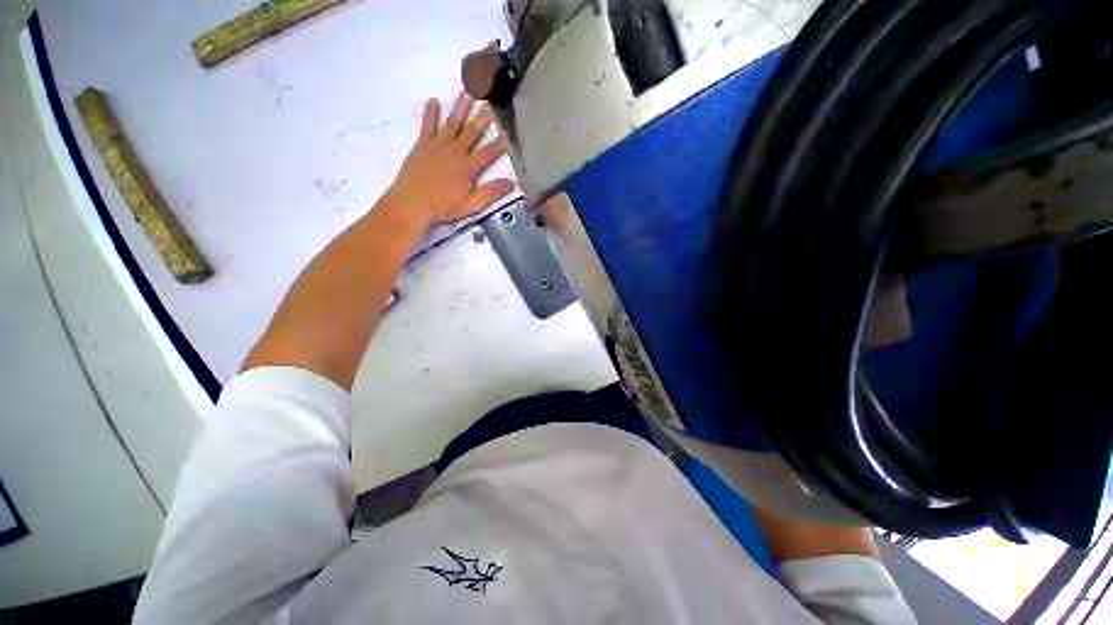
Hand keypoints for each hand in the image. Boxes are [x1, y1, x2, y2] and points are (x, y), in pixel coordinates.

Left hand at [388, 91, 514, 224]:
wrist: (411, 203)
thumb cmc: (443, 207)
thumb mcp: (471, 205)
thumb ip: (491, 192)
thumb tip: (511, 183)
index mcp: (468, 167)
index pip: (489, 152)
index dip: (501, 143)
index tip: (510, 132)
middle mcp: (455, 151)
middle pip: (472, 131)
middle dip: (483, 116)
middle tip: (492, 100)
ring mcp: (438, 145)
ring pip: (452, 122)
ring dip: (461, 107)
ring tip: (469, 90)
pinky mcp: (423, 145)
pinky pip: (428, 125)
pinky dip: (431, 112)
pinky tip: (434, 101)